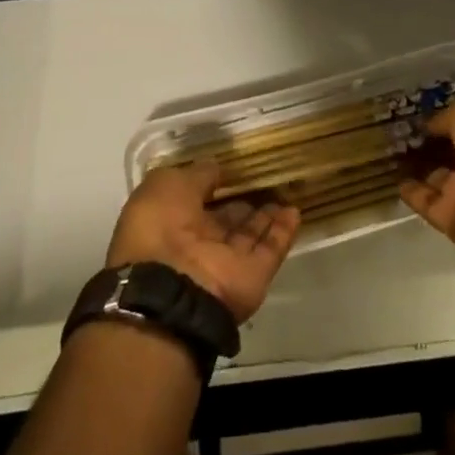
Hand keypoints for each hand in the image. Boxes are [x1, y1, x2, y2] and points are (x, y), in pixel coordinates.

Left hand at [105, 163, 300, 323]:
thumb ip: (196, 174)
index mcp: (172, 222)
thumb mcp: (167, 184)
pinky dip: (283, 232)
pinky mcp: (252, 277)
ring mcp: (227, 262)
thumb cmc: (159, 227)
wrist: (169, 289)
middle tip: (267, 176)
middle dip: (243, 200)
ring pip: (250, 234)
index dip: (215, 183)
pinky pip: (270, 250)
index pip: (199, 199)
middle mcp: (199, 243)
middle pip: (227, 219)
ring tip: (286, 188)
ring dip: (267, 214)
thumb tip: (217, 169)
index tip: (235, 166)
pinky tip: (295, 210)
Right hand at [399, 90, 454, 252]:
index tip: (423, 113)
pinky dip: (412, 192)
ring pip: (441, 178)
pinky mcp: (453, 219)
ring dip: (420, 168)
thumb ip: (449, 116)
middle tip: (403, 131)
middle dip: (434, 144)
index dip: (449, 119)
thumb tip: (432, 125)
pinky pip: (428, 202)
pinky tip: (393, 178)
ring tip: (391, 151)